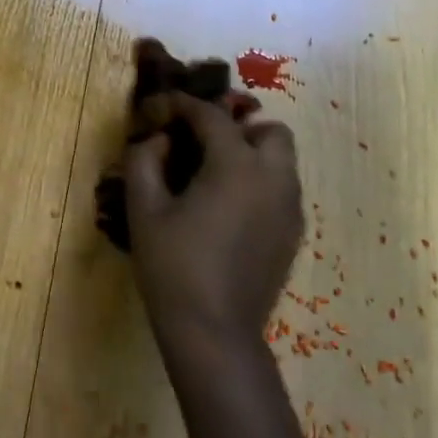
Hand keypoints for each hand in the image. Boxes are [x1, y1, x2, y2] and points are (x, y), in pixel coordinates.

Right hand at [124, 94, 302, 353]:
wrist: (214, 332)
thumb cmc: (172, 266)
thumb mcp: (144, 208)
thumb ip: (145, 160)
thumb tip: (159, 139)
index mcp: (237, 165)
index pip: (211, 116)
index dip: (182, 105)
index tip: (160, 108)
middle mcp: (274, 178)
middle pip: (268, 129)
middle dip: (236, 126)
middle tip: (201, 142)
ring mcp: (290, 208)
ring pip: (281, 160)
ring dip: (250, 153)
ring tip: (212, 174)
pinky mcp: (292, 234)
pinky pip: (281, 189)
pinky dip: (259, 181)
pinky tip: (227, 207)